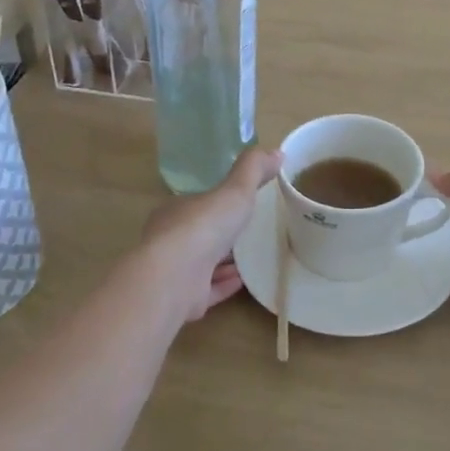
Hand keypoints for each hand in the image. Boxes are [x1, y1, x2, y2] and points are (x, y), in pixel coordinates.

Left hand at [141, 147, 281, 321]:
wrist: (176, 276)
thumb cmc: (203, 226)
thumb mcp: (234, 190)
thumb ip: (253, 170)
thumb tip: (277, 151)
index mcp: (176, 211)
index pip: (197, 205)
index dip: (216, 203)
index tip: (238, 204)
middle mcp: (171, 240)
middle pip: (199, 235)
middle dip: (221, 234)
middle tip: (249, 232)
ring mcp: (176, 272)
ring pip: (203, 264)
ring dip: (224, 262)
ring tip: (252, 257)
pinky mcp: (185, 299)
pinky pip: (209, 290)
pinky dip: (225, 284)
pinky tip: (244, 281)